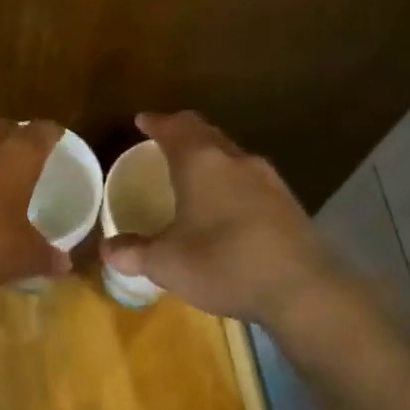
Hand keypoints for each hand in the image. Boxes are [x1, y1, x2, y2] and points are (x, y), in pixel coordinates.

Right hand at [101, 112, 350, 325]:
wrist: (302, 289)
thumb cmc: (223, 264)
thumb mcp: (166, 263)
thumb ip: (133, 252)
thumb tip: (107, 248)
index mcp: (201, 163)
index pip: (175, 128)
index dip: (156, 123)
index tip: (142, 120)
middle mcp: (236, 161)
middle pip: (206, 134)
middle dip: (183, 133)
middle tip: (165, 140)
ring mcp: (268, 180)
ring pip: (232, 156)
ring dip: (211, 157)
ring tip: (194, 172)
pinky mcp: (288, 203)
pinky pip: (250, 180)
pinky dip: (231, 181)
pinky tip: (227, 206)